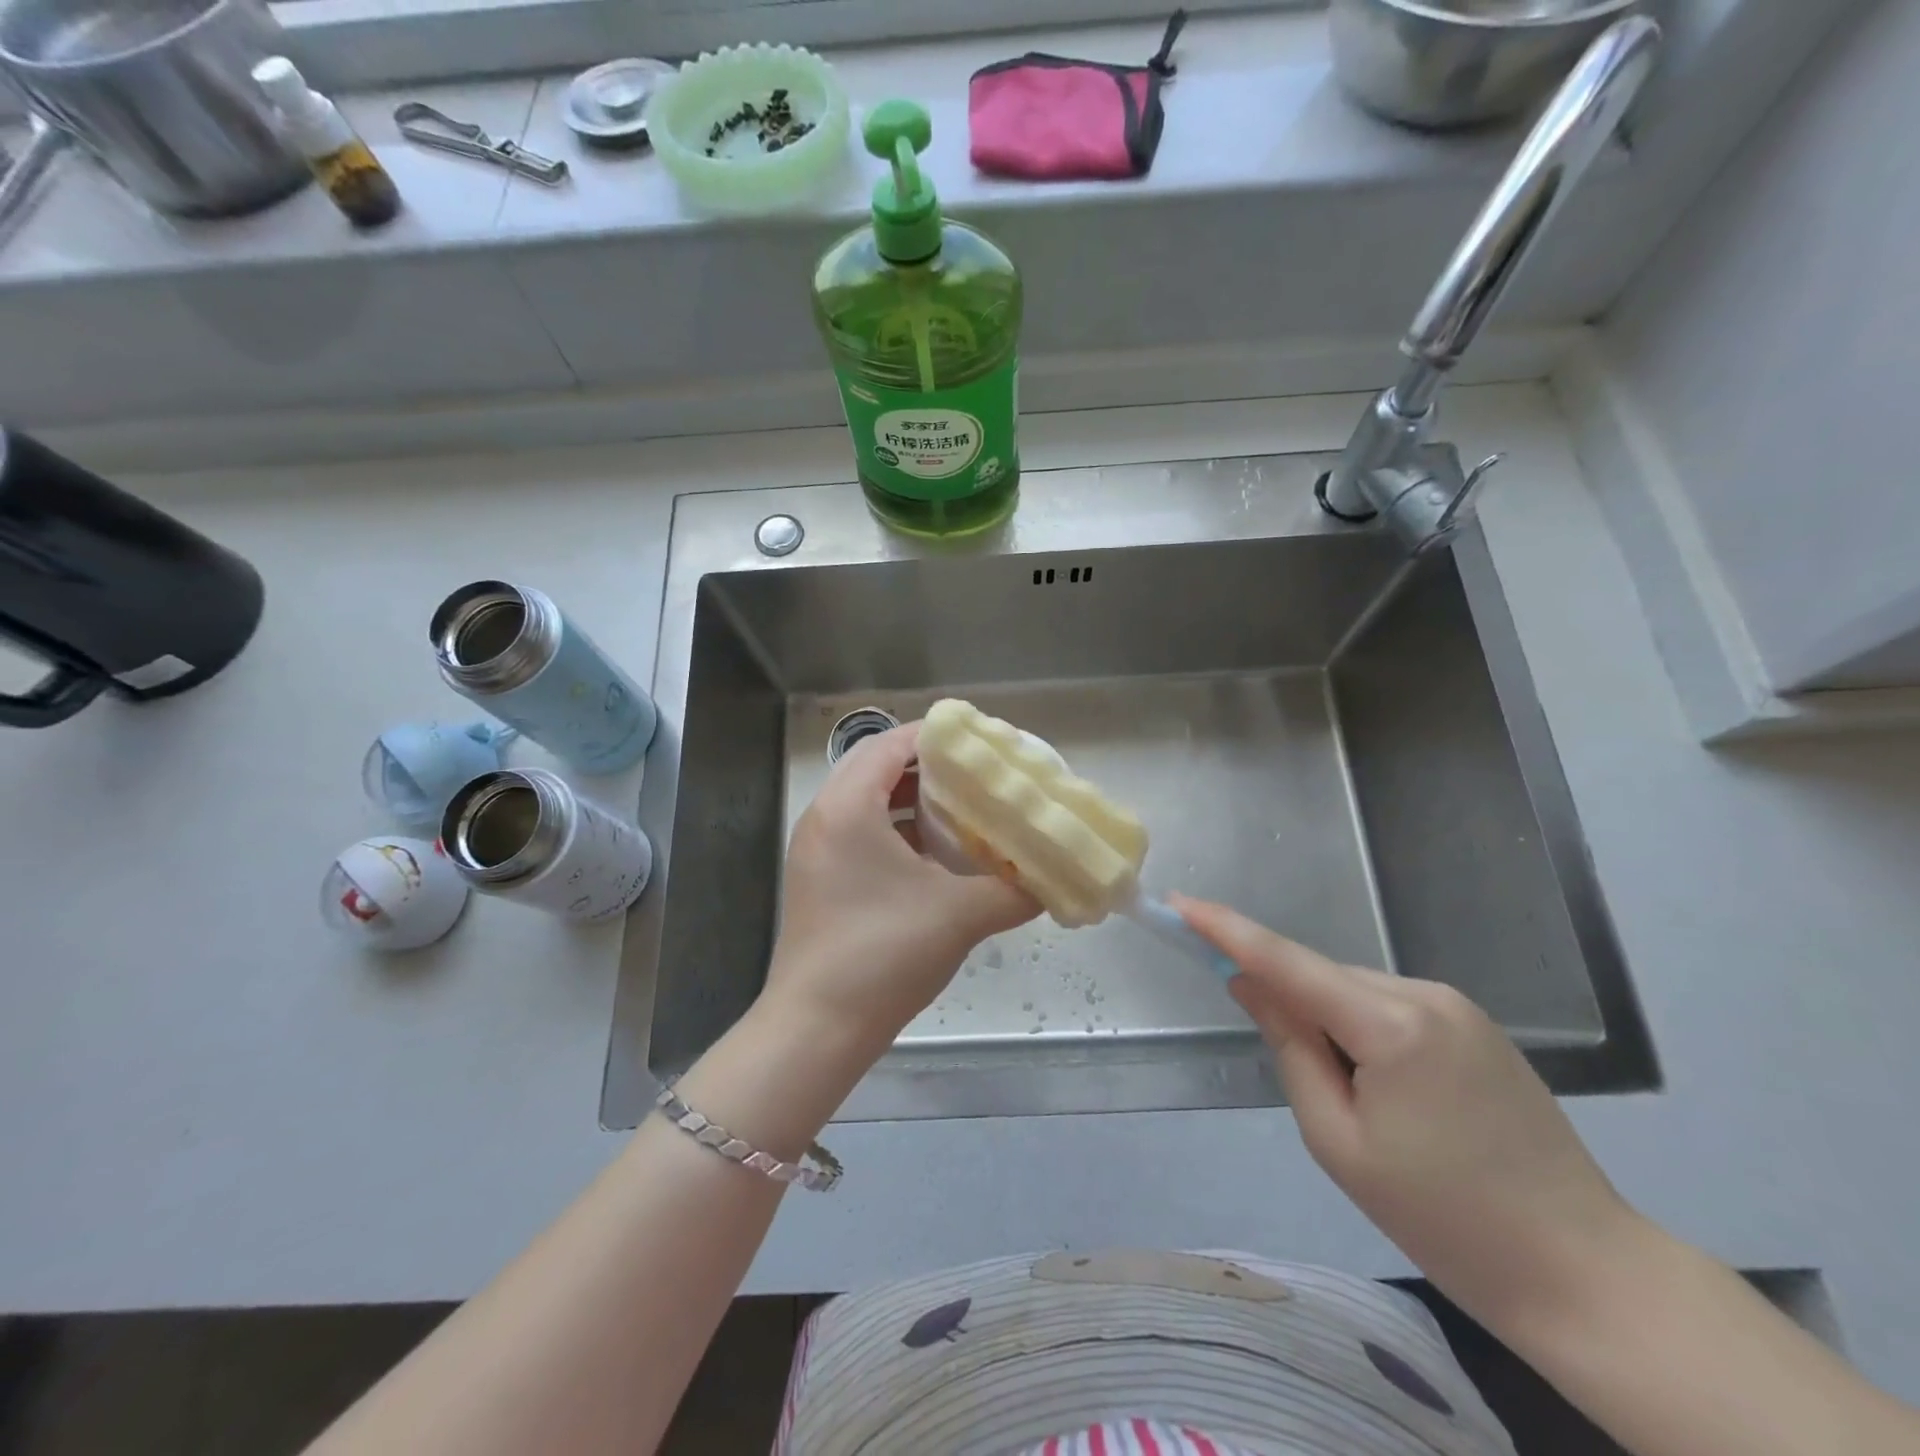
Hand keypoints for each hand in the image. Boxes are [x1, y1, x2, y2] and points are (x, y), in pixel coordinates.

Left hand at [766, 723, 1038, 1048]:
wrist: (818, 1028)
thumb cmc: (885, 954)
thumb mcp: (960, 915)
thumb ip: (1015, 890)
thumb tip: (1054, 880)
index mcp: (849, 806)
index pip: (892, 743)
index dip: (938, 735)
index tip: (981, 742)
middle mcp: (825, 816)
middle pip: (879, 766)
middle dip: (930, 765)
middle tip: (978, 773)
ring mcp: (817, 849)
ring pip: (869, 801)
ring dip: (914, 798)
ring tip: (964, 807)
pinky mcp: (820, 877)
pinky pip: (862, 832)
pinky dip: (898, 829)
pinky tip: (937, 854)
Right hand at [1176, 895, 1644, 1335]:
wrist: (1584, 1274)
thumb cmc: (1443, 1219)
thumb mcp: (1338, 1140)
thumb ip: (1288, 1047)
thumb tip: (1248, 982)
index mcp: (1392, 1024)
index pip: (1287, 960)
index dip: (1226, 928)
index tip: (1179, 902)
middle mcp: (1425, 994)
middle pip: (1322, 978)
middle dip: (1288, 1003)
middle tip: (1301, 1079)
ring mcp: (1457, 1006)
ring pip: (1354, 992)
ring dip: (1328, 1024)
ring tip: (1357, 1106)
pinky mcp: (1474, 1024)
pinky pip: (1388, 1007)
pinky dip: (1360, 1030)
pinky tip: (1387, 1093)